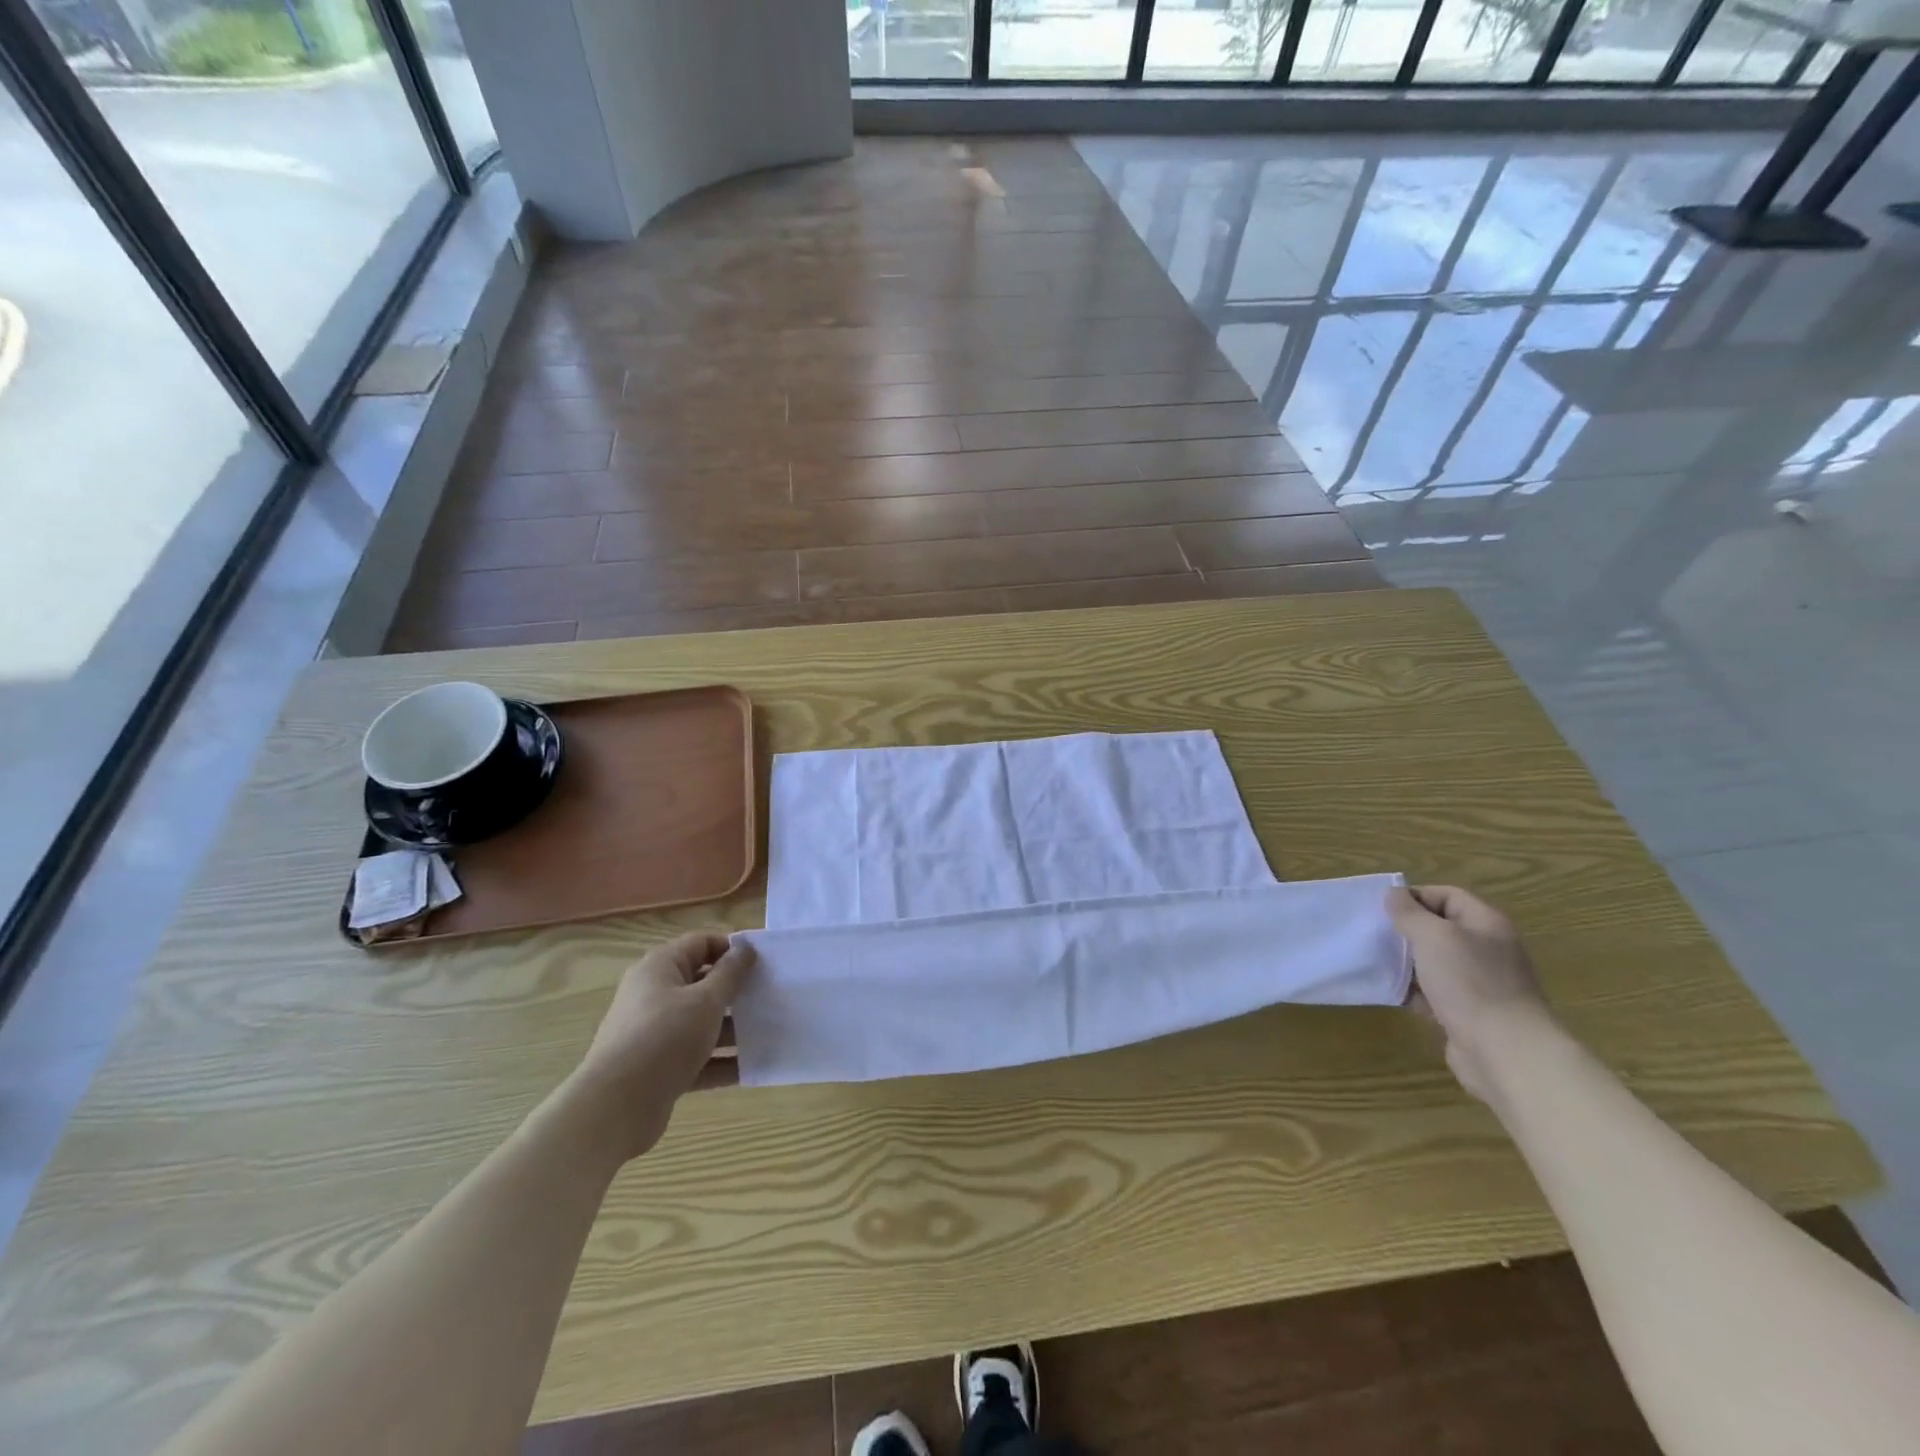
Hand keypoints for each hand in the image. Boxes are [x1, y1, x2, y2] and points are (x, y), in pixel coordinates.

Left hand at [571, 933, 754, 1158]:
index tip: (764, 962)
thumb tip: (745, 947)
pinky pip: (695, 1057)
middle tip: (770, 996)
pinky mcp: (657, 1068)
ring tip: (768, 1032)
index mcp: (660, 968)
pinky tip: (752, 1067)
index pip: (701, 943)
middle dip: (736, 990)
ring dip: (732, 1028)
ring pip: (700, 1023)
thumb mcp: (706, 1000)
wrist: (615, 1107)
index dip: (732, 948)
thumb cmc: (665, 1038)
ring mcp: (653, 1033)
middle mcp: (653, 995)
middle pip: (702, 983)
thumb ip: (730, 973)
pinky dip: (720, 1060)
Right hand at [1387, 885, 1554, 1100]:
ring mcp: (1481, 983)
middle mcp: (1488, 949)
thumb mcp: (1432, 936)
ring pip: (1435, 962)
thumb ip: (1409, 912)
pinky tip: (1395, 994)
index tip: (1381, 909)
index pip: (1446, 895)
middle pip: (1440, 929)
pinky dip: (1416, 991)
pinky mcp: (1471, 1012)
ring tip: (1378, 963)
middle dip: (1406, 931)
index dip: (1413, 896)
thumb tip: (1394, 895)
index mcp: (1486, 923)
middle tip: (1375, 935)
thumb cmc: (1469, 983)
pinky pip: (1436, 992)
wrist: (1505, 1052)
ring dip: (1408, 962)